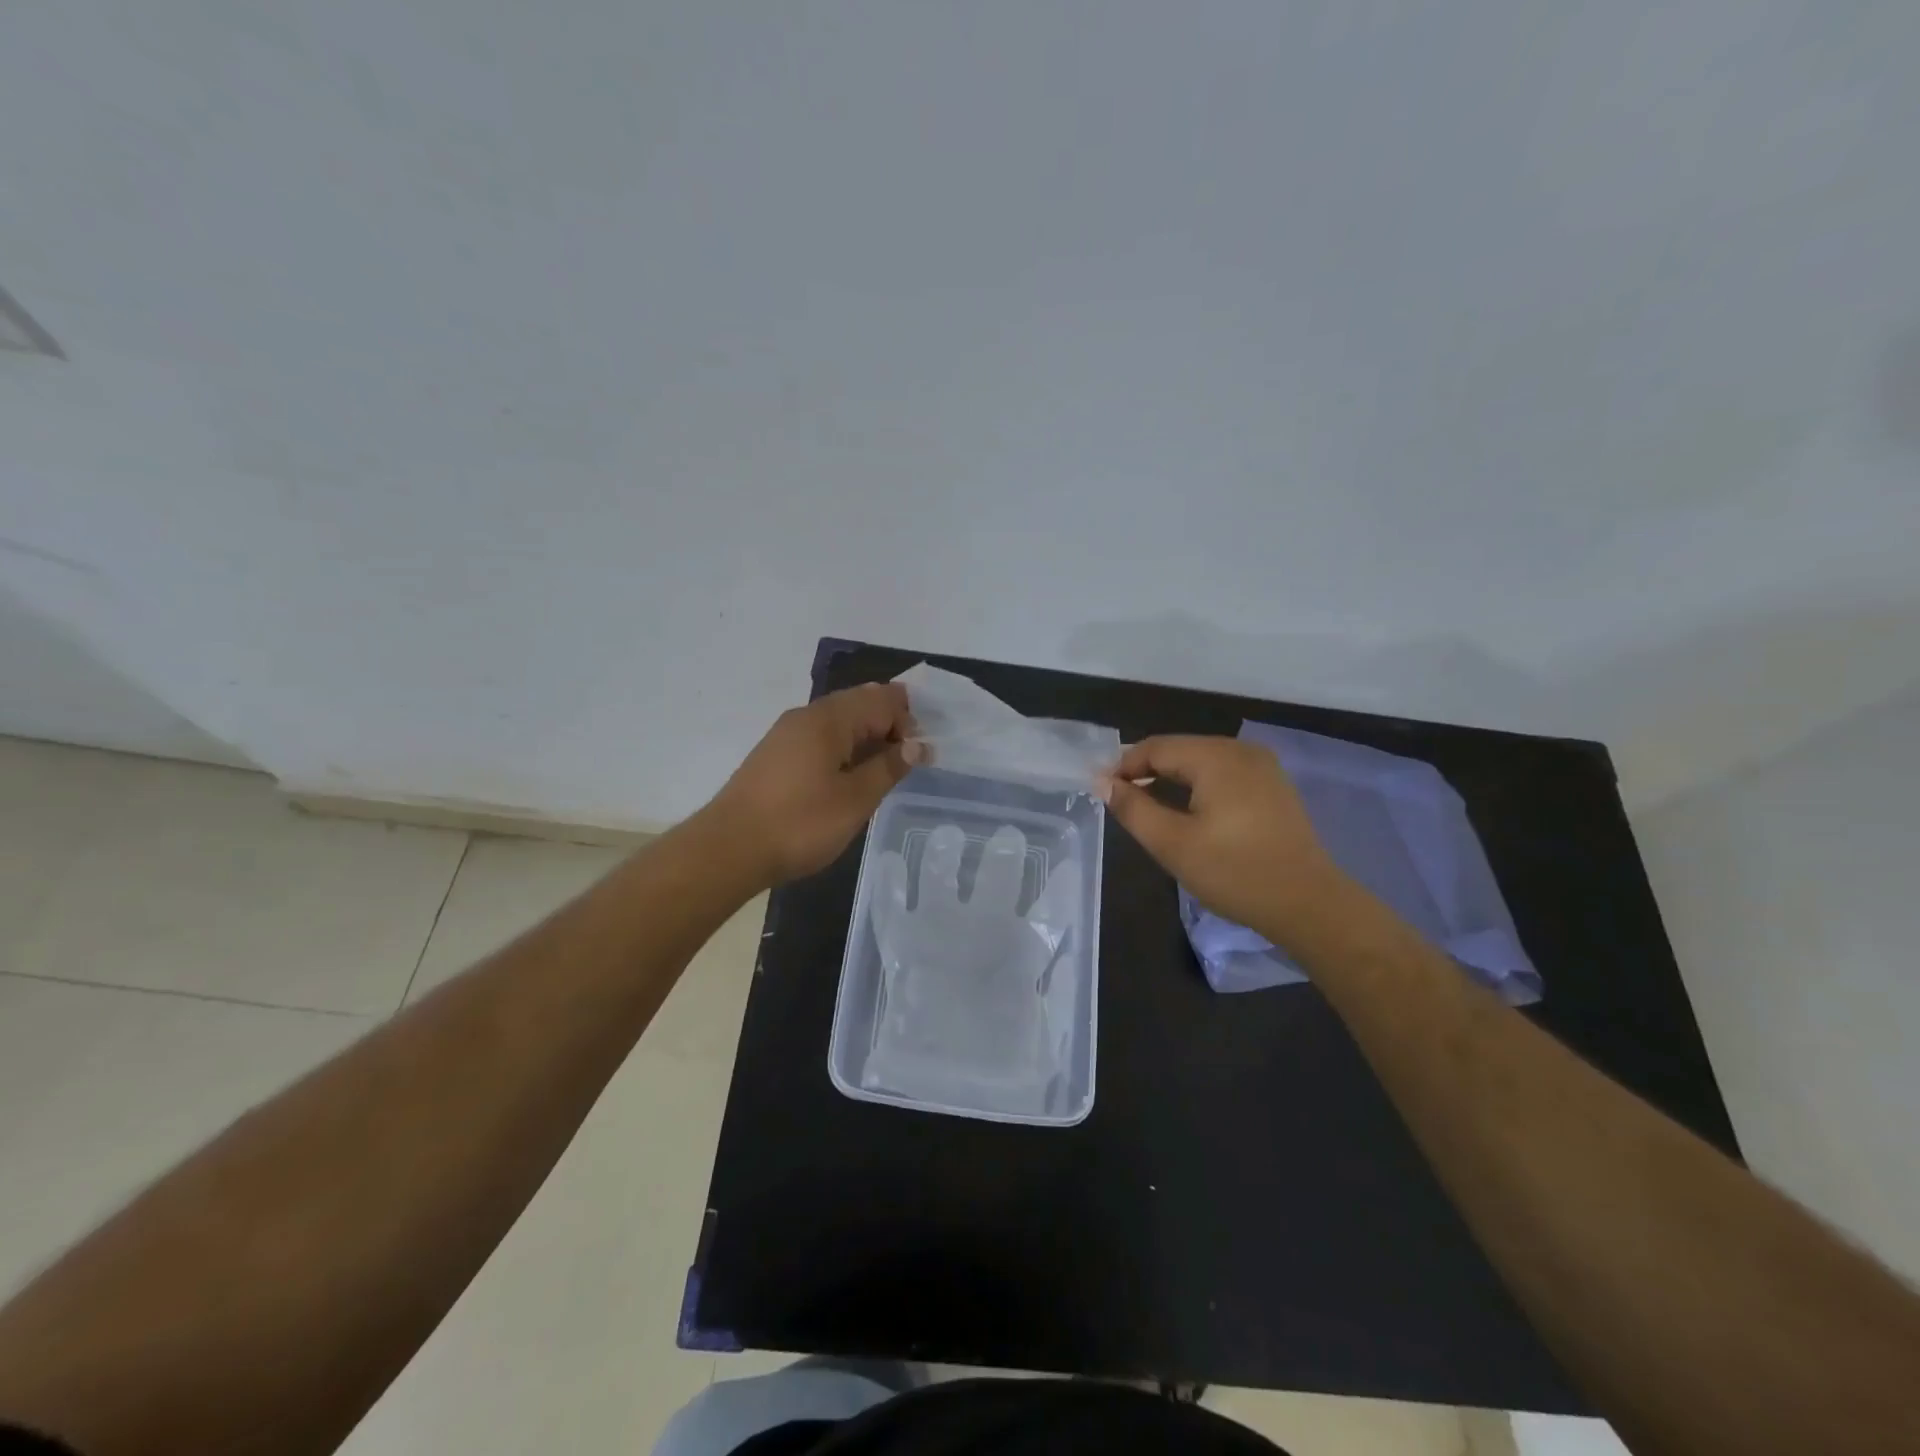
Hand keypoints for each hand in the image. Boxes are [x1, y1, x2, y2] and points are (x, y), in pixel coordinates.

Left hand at [702, 684, 919, 887]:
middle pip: (859, 703)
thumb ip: (890, 767)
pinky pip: (820, 738)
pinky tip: (848, 778)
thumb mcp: (856, 799)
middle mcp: (807, 716)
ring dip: (866, 738)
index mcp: (829, 718)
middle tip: (907, 761)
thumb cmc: (800, 823)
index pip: (882, 699)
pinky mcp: (775, 755)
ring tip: (882, 772)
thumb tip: (918, 745)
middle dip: (889, 725)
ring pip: (838, 721)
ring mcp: (786, 734)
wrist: (728, 849)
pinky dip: (843, 749)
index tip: (921, 755)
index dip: (908, 720)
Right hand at [1097, 736, 1341, 948]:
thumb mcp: (1172, 843)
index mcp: (1215, 757)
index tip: (1102, 792)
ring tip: (1149, 807)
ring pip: (1201, 761)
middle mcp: (1240, 750)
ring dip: (1171, 779)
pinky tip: (1189, 811)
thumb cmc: (1234, 872)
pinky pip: (1223, 773)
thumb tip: (1103, 782)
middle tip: (1122, 802)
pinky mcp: (1273, 786)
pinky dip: (1198, 785)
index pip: (1155, 747)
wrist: (1308, 904)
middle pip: (1179, 750)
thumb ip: (1133, 808)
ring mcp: (1262, 766)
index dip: (1123, 766)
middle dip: (1146, 771)